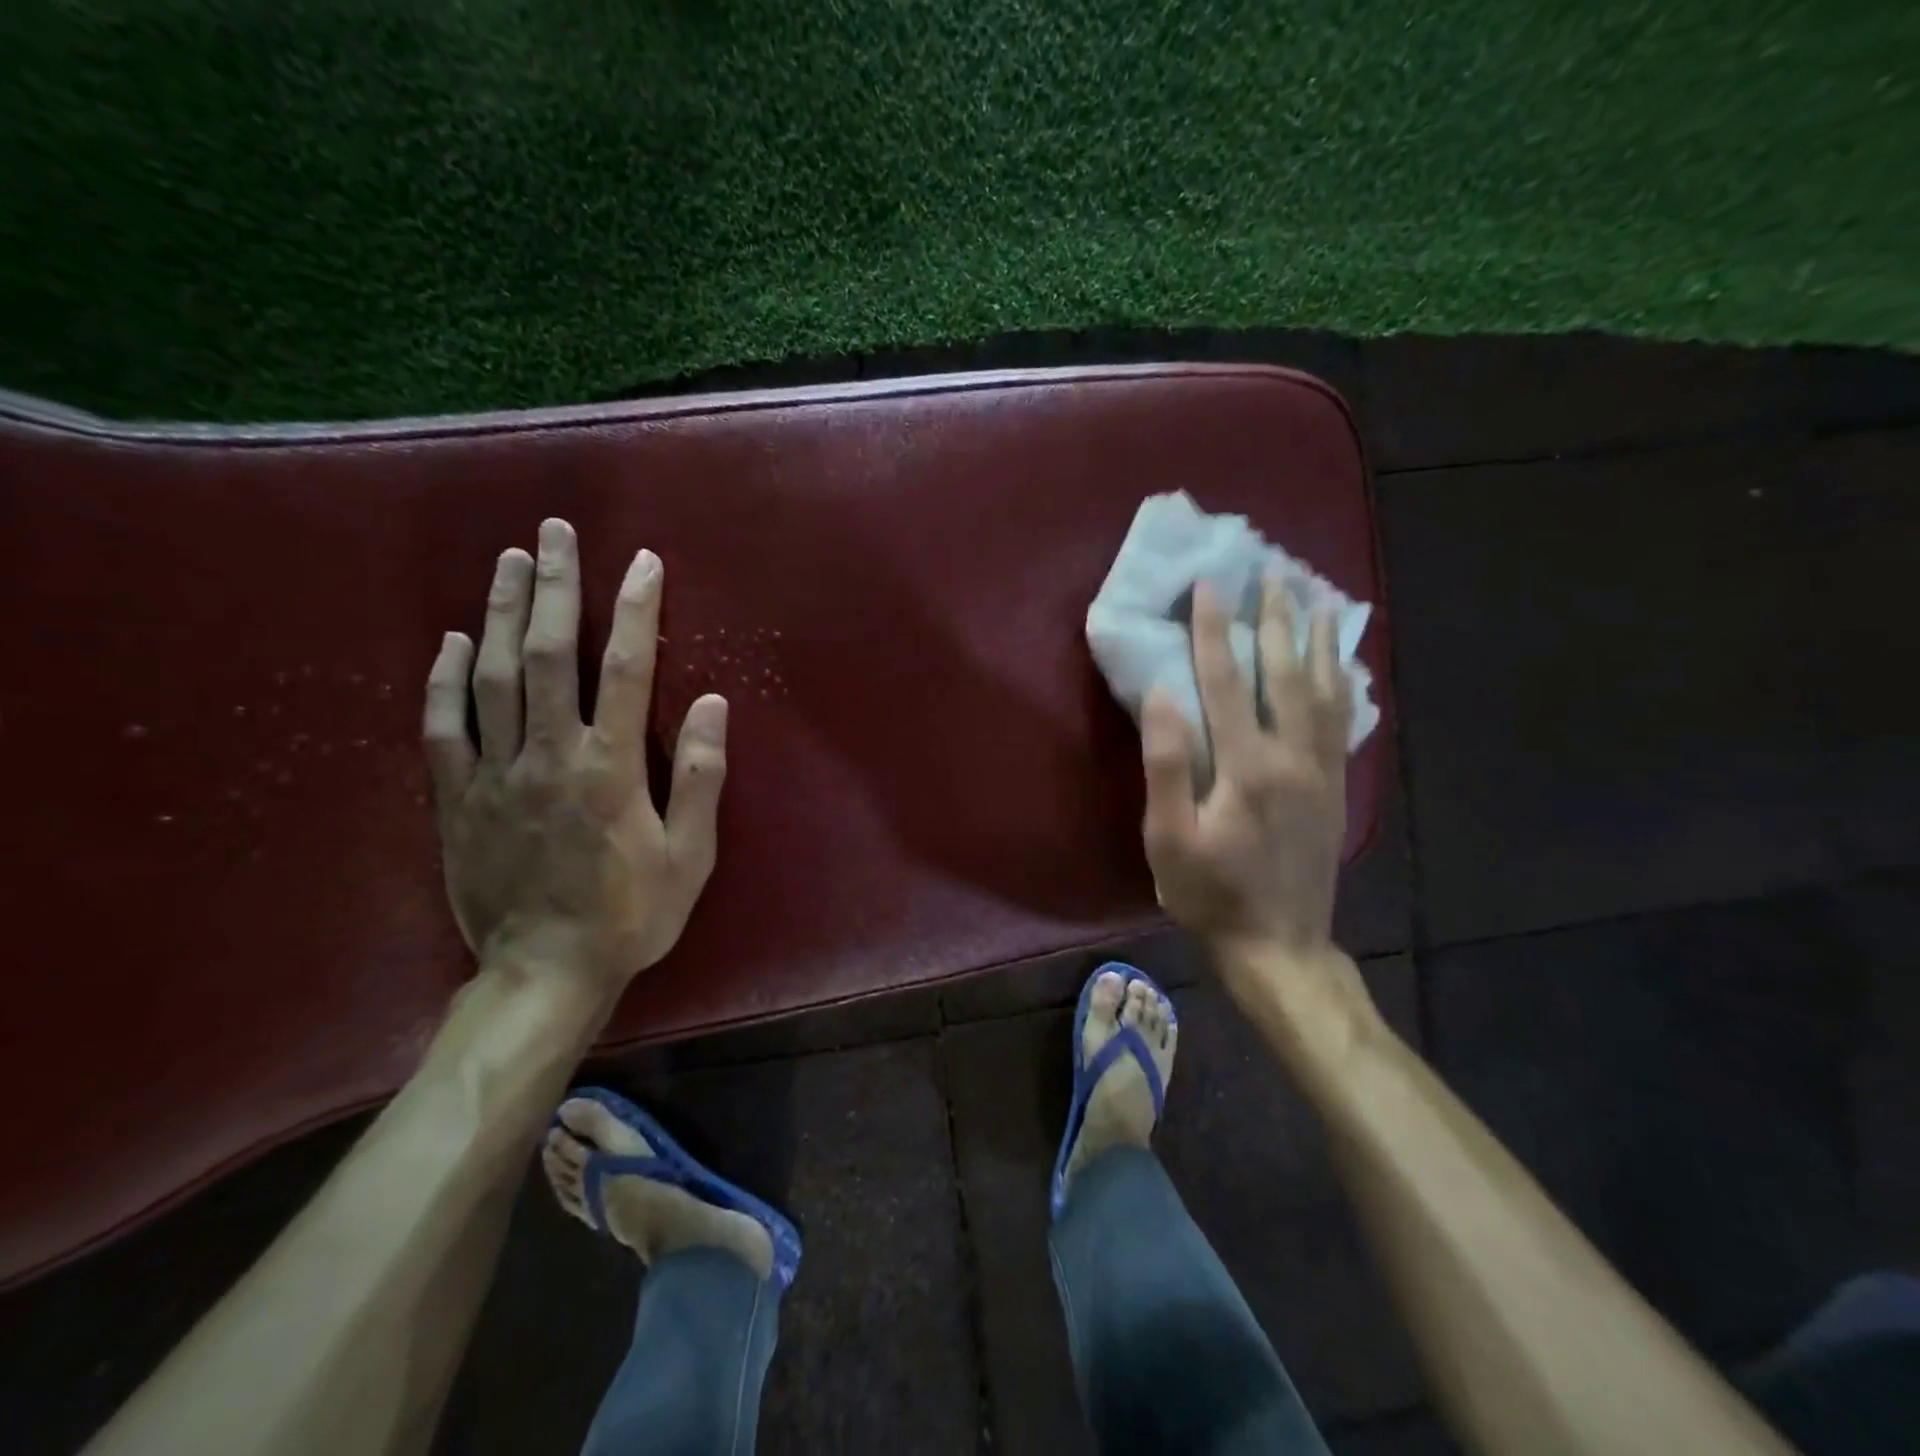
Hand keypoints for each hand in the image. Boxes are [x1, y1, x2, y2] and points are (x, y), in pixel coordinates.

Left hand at [422, 518, 726, 996]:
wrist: (545, 974)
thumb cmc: (630, 915)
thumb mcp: (690, 856)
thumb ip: (699, 777)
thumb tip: (710, 701)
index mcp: (610, 768)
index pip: (625, 669)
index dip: (636, 610)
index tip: (642, 561)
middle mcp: (549, 756)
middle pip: (549, 655)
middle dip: (556, 587)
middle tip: (554, 532)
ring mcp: (494, 775)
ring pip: (493, 676)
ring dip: (503, 612)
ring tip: (510, 561)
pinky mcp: (456, 799)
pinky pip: (443, 727)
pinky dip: (445, 678)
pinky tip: (454, 640)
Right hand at [1141, 576, 1350, 959]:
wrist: (1279, 944)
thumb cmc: (1209, 893)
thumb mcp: (1169, 839)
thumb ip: (1167, 765)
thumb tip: (1163, 695)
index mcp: (1245, 765)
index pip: (1227, 681)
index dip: (1215, 630)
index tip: (1211, 585)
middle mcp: (1291, 756)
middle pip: (1283, 673)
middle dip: (1274, 619)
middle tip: (1273, 572)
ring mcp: (1320, 771)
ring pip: (1322, 690)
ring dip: (1316, 640)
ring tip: (1316, 598)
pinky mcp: (1335, 788)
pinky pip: (1342, 722)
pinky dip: (1342, 683)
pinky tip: (1343, 663)